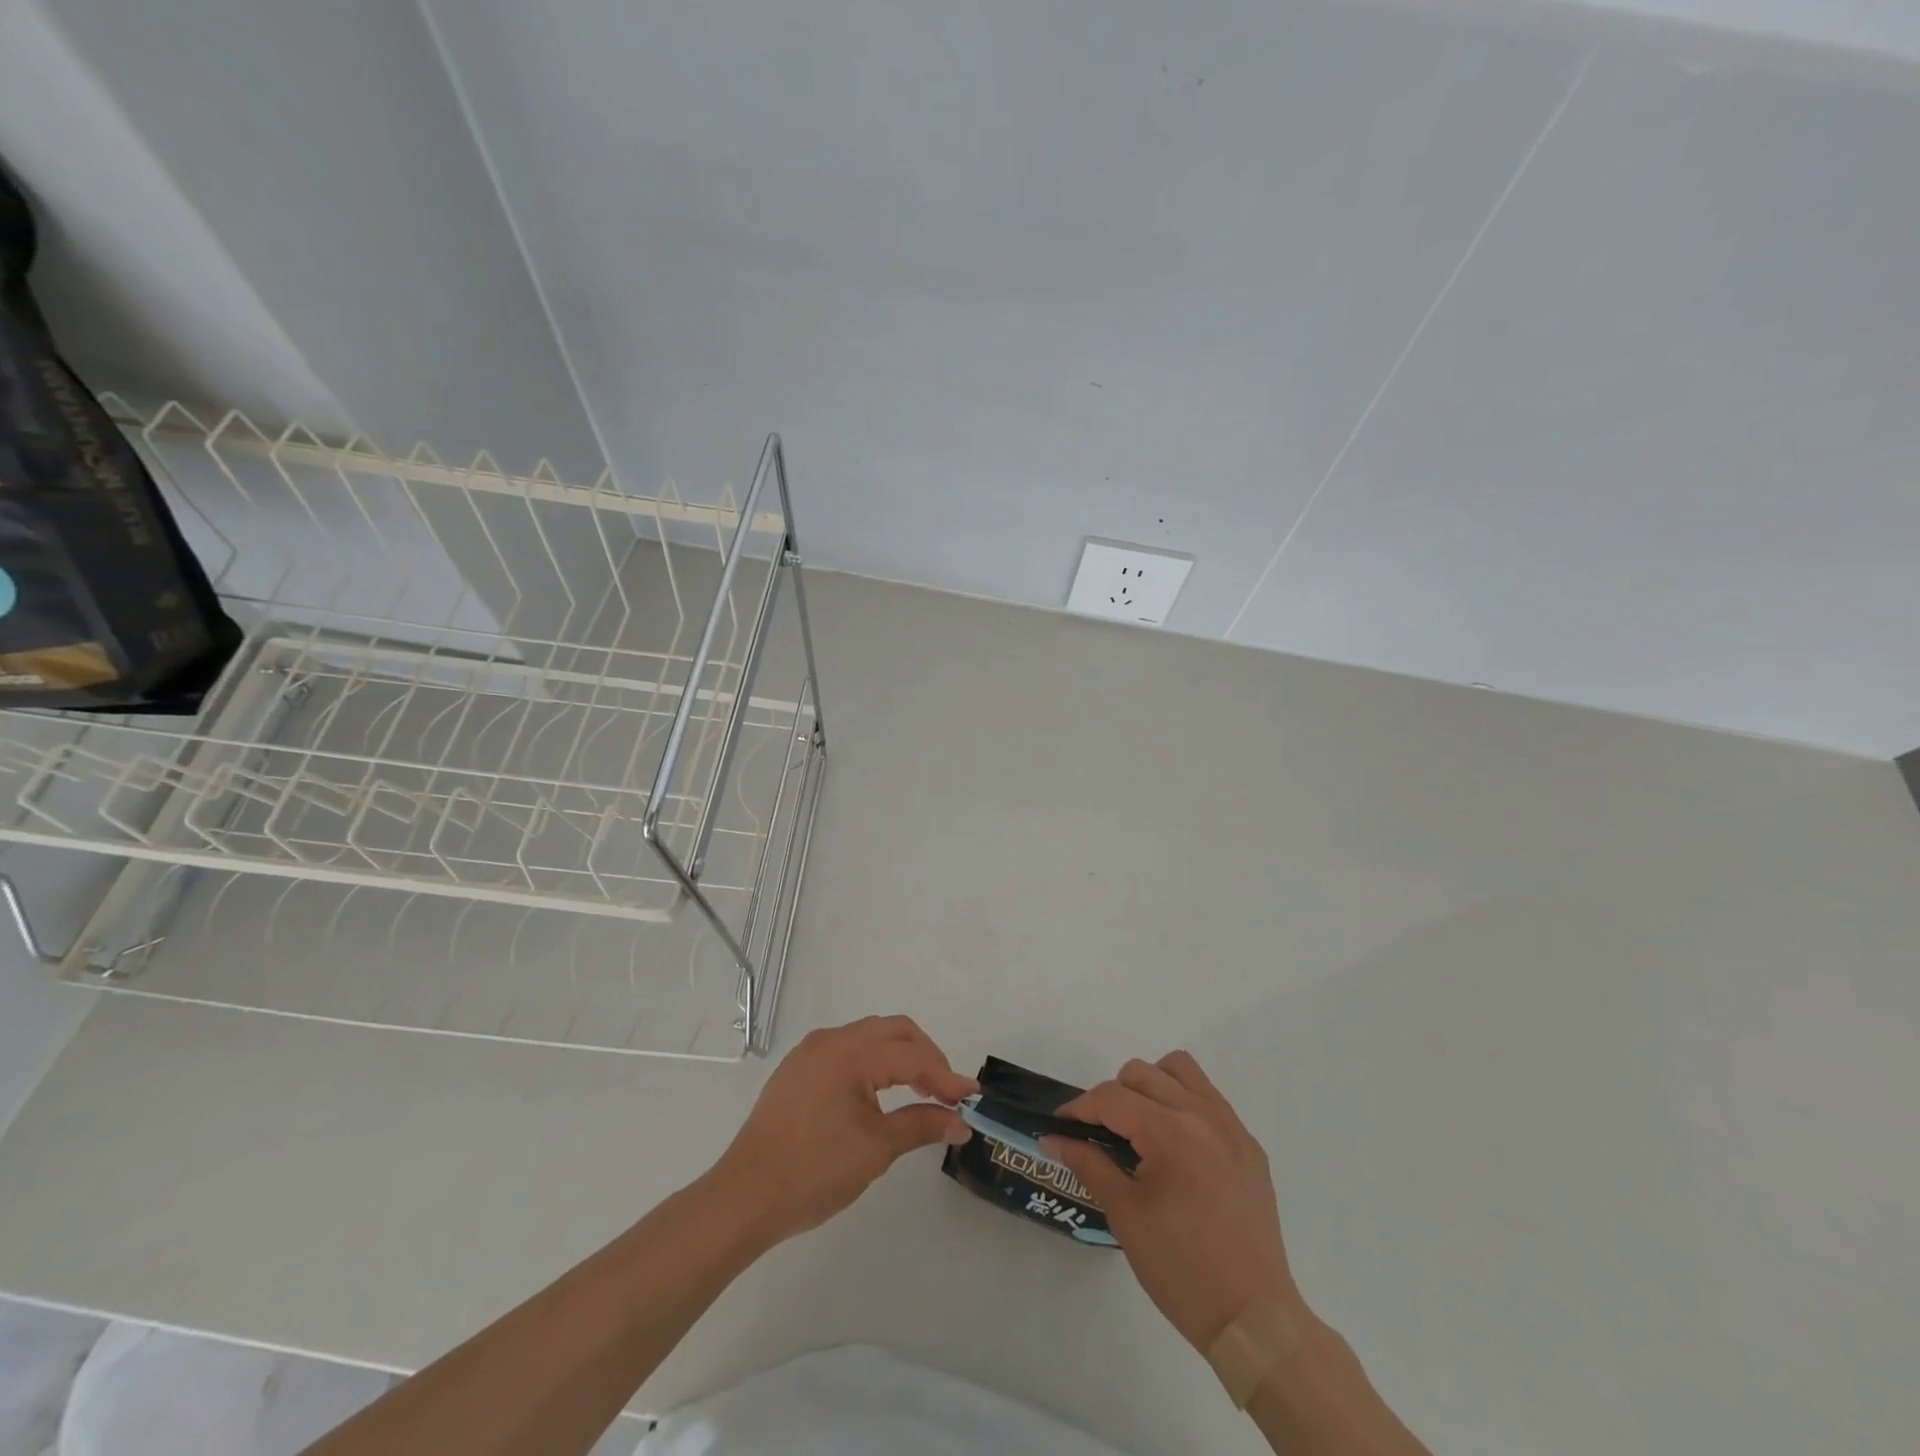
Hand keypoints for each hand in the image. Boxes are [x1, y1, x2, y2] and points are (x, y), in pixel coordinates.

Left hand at [709, 1015, 976, 1245]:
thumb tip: (960, 1121)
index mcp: (850, 1053)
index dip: (945, 1076)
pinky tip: (882, 1090)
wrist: (745, 1197)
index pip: (911, 1056)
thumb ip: (921, 1125)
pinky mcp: (799, 1068)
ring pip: (870, 1035)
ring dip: (901, 1054)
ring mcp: (811, 1051)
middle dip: (927, 1056)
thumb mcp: (875, 1150)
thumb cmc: (813, 1172)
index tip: (972, 1097)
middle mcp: (830, 1040)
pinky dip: (875, 1060)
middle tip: (947, 1091)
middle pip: (894, 1031)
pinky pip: (848, 1048)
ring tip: (921, 1090)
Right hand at [1046, 1052, 1303, 1351]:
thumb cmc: (1180, 1269)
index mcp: (1171, 1133)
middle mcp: (1203, 1115)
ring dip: (1151, 1085)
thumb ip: (1088, 1163)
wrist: (1253, 1319)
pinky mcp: (1249, 1145)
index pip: (1112, 1097)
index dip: (1079, 1108)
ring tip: (1140, 1125)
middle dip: (1112, 1096)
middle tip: (1100, 1133)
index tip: (1061, 1126)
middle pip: (1142, 1073)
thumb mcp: (1125, 1215)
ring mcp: (1232, 1126)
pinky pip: (1209, 1097)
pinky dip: (1183, 1103)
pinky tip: (1176, 1146)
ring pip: (1180, 1069)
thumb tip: (1054, 1138)